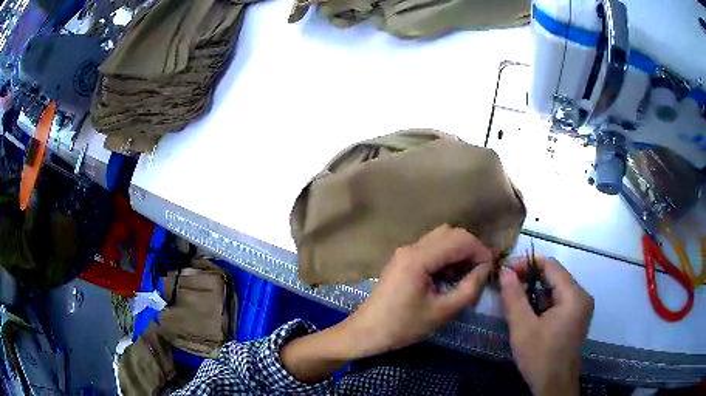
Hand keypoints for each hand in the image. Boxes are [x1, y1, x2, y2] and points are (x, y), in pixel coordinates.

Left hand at [280, 225, 491, 383]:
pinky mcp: (402, 260)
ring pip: (440, 239)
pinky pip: (430, 249)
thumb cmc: (404, 326)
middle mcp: (411, 248)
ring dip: (458, 251)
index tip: (491, 269)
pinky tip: (449, 276)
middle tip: (480, 271)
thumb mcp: (442, 312)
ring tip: (466, 275)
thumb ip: (469, 289)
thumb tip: (486, 269)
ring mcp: (405, 252)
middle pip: (450, 233)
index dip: (480, 251)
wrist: (367, 332)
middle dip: (470, 248)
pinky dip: (445, 256)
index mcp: (419, 258)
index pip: (460, 240)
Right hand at [500, 257, 593, 395]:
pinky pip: (559, 301)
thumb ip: (514, 297)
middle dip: (530, 278)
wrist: (554, 386)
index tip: (506, 270)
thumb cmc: (540, 357)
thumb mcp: (523, 328)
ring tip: (515, 299)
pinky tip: (529, 312)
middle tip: (507, 285)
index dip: (527, 263)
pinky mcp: (576, 318)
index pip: (551, 265)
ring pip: (556, 289)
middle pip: (555, 276)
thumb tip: (505, 271)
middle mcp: (582, 296)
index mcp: (574, 295)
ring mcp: (581, 307)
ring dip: (536, 291)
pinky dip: (543, 302)